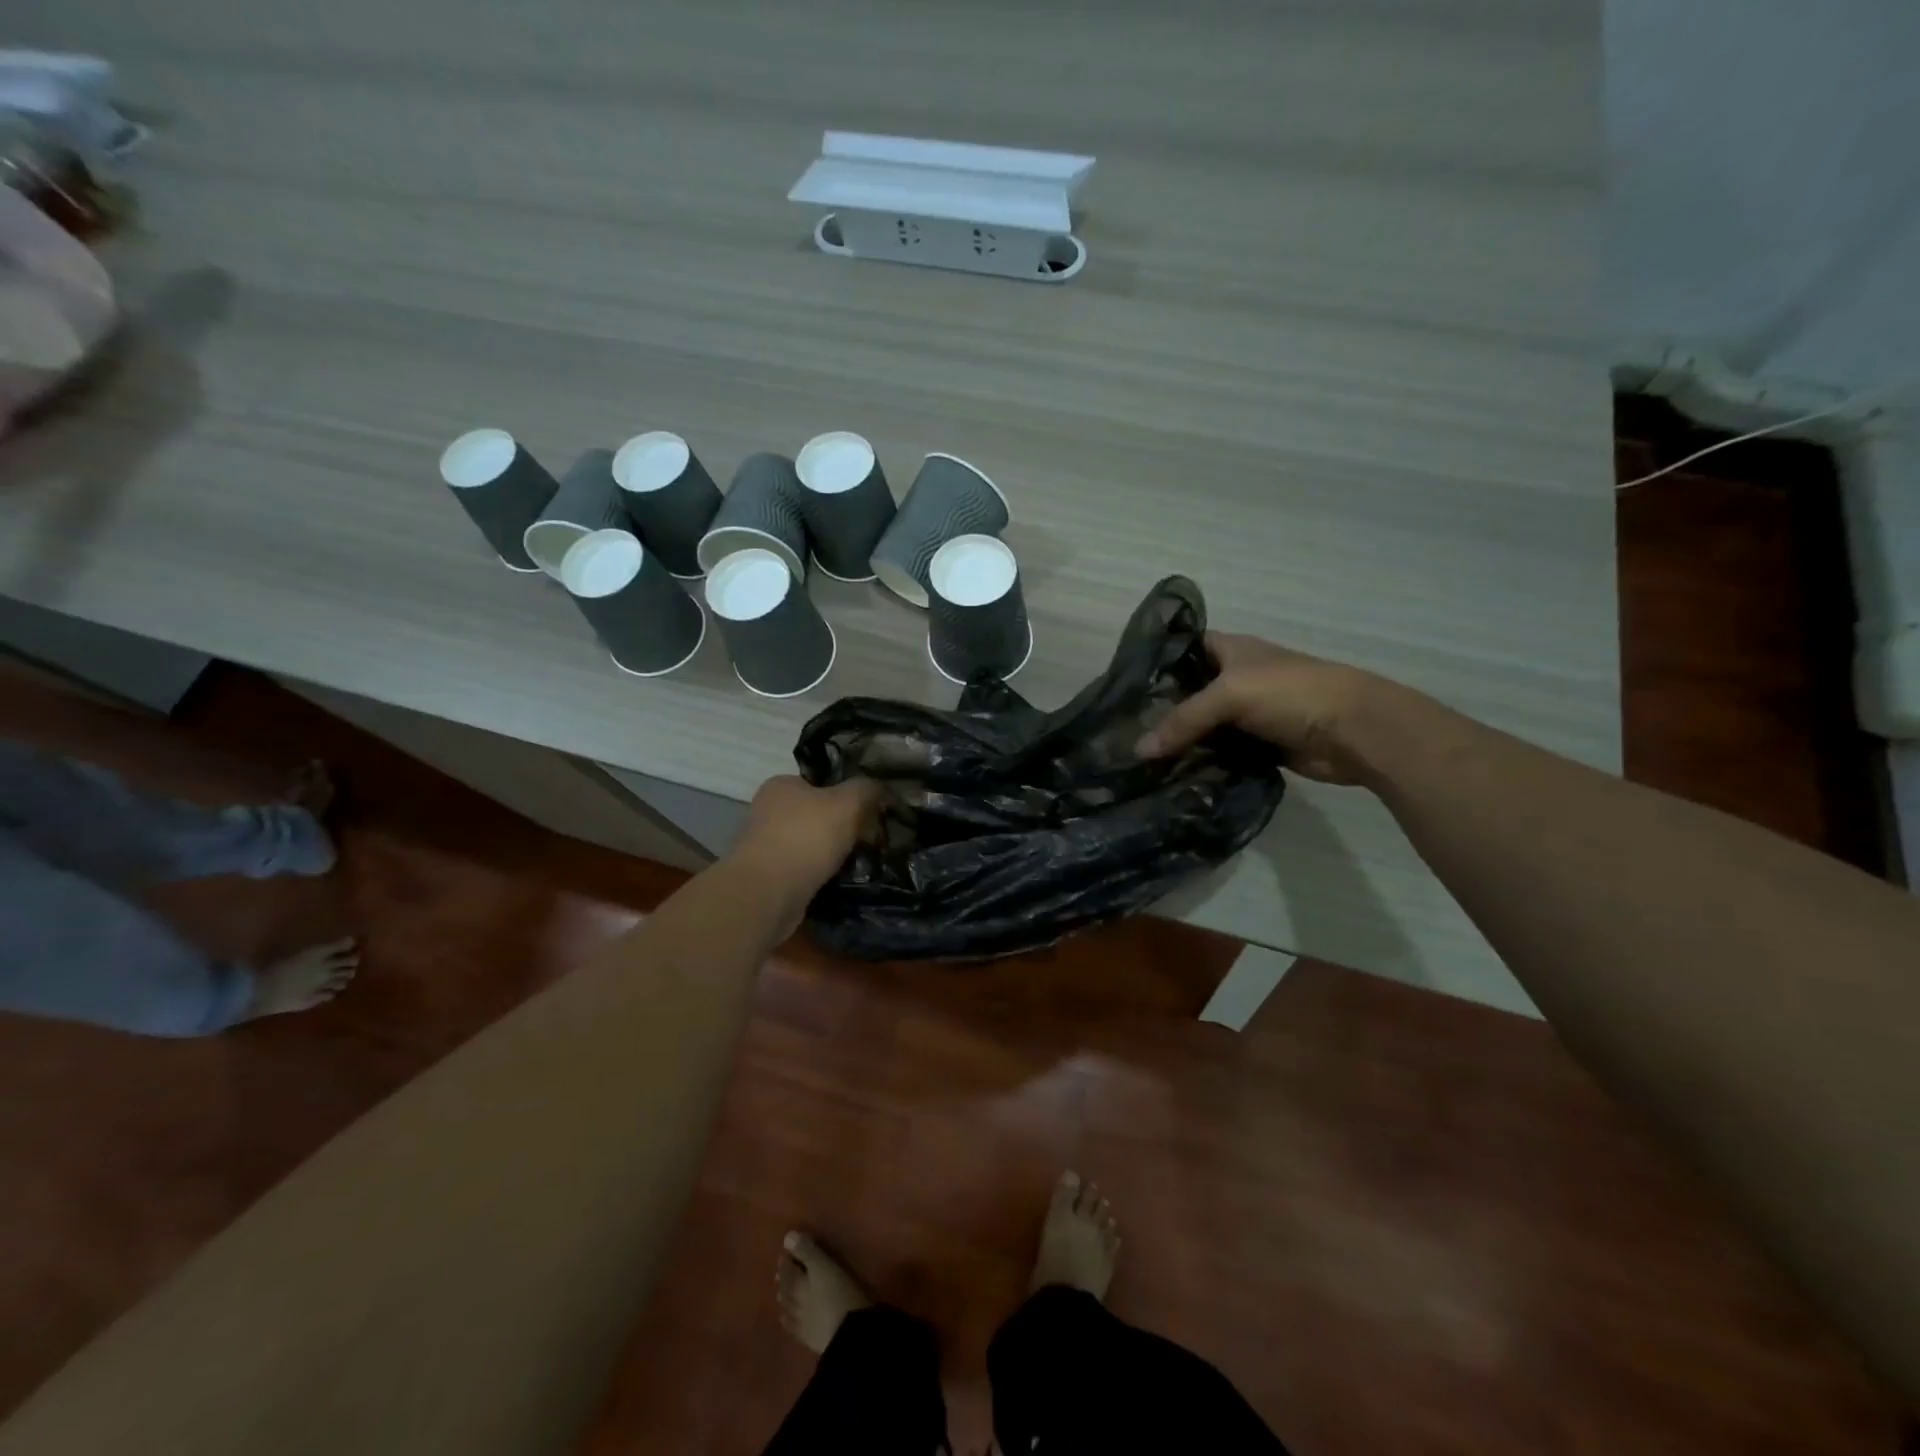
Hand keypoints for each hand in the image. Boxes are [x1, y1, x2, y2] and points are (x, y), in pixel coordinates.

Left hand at [726, 775, 882, 911]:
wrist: (767, 894)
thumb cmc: (806, 837)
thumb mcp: (848, 803)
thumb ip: (866, 789)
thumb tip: (879, 787)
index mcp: (781, 784)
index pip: (819, 782)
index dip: (846, 794)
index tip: (867, 811)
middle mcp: (767, 810)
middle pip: (815, 814)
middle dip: (840, 827)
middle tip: (867, 839)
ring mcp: (763, 845)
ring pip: (809, 844)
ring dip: (829, 854)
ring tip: (857, 863)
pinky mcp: (765, 876)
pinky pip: (801, 870)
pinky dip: (818, 875)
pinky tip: (836, 882)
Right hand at [1135, 632, 1385, 783]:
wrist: (1354, 730)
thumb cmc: (1291, 693)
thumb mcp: (1230, 695)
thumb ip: (1183, 720)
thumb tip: (1139, 750)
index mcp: (1231, 650)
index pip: (1183, 648)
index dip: (1156, 662)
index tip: (1122, 685)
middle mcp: (1236, 678)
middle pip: (1189, 691)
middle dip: (1161, 709)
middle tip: (1122, 730)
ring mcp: (1248, 713)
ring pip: (1204, 725)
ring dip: (1180, 740)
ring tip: (1139, 757)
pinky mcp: (1258, 744)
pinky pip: (1221, 752)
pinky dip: (1203, 761)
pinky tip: (1174, 773)